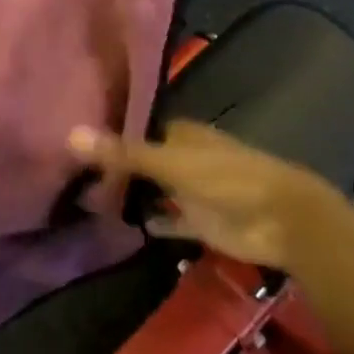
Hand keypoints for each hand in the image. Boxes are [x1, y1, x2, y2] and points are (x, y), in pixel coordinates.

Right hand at [67, 120, 342, 271]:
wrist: (282, 219)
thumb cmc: (227, 179)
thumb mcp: (171, 163)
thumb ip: (123, 153)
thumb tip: (71, 135)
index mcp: (183, 134)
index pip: (140, 128)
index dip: (112, 133)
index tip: (78, 140)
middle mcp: (186, 158)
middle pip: (145, 160)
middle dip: (118, 166)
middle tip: (75, 174)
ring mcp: (194, 191)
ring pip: (156, 190)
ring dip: (133, 195)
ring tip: (90, 200)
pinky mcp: (202, 222)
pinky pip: (171, 220)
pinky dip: (155, 221)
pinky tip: (128, 226)